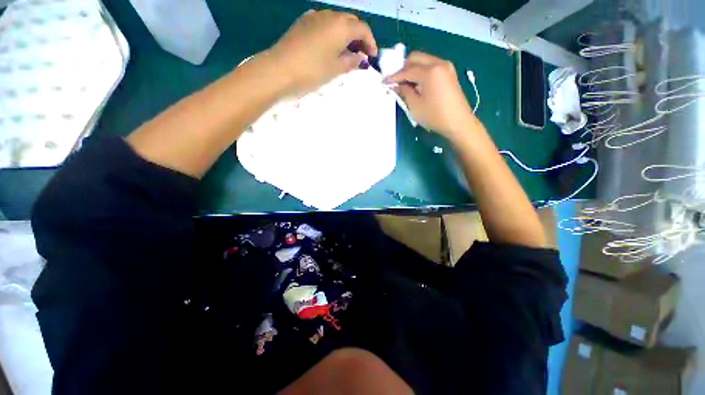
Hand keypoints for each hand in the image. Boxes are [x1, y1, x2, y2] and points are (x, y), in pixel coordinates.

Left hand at [268, 10, 377, 95]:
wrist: (280, 69)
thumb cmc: (313, 71)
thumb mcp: (336, 69)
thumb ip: (351, 61)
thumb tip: (360, 58)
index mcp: (341, 26)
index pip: (363, 29)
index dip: (370, 43)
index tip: (372, 57)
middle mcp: (329, 15)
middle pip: (351, 22)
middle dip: (359, 37)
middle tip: (361, 54)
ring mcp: (314, 16)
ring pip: (337, 21)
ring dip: (346, 34)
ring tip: (346, 52)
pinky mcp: (303, 22)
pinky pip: (324, 23)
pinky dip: (332, 32)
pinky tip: (330, 46)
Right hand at [386, 52, 476, 140]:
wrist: (458, 122)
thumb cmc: (435, 116)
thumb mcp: (415, 106)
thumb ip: (404, 92)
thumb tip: (396, 85)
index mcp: (430, 71)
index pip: (407, 70)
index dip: (394, 76)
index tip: (384, 82)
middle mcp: (438, 63)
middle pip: (415, 58)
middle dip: (403, 68)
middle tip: (395, 81)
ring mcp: (446, 66)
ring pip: (424, 60)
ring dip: (412, 69)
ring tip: (405, 84)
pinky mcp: (449, 72)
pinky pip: (431, 66)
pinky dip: (421, 71)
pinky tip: (417, 84)